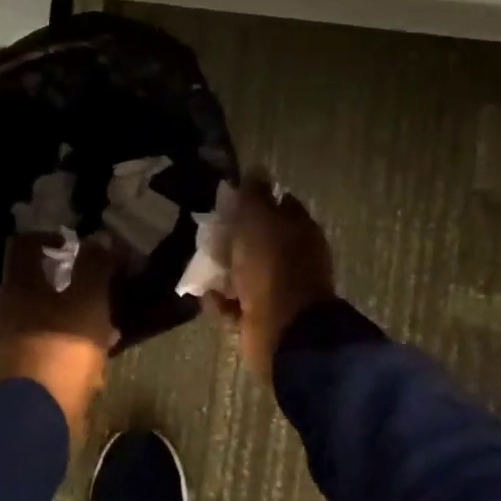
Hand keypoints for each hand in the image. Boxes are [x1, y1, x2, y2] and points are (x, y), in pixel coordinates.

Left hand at [0, 235, 117, 435]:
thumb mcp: (87, 302)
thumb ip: (94, 267)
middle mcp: (9, 309)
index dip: (49, 235)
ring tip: (106, 311)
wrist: (40, 418)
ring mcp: (14, 340)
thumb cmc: (62, 350)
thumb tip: (98, 238)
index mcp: (18, 286)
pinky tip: (99, 344)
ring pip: (47, 311)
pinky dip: (72, 336)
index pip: (24, 244)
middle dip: (68, 274)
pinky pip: (51, 339)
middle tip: (98, 274)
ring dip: (74, 306)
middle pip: (36, 279)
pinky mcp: (26, 367)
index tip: (76, 240)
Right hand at [207, 174, 334, 379]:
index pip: (278, 205)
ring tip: (201, 266)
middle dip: (232, 238)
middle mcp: (292, 259)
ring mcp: (278, 291)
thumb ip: (254, 195)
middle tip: (208, 234)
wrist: (284, 331)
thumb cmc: (272, 267)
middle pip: (258, 241)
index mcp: (299, 231)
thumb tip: (255, 169)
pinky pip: (235, 305)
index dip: (254, 200)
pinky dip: (220, 301)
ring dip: (222, 271)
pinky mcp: (261, 318)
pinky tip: (206, 296)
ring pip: (244, 273)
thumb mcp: (259, 220)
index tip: (228, 200)